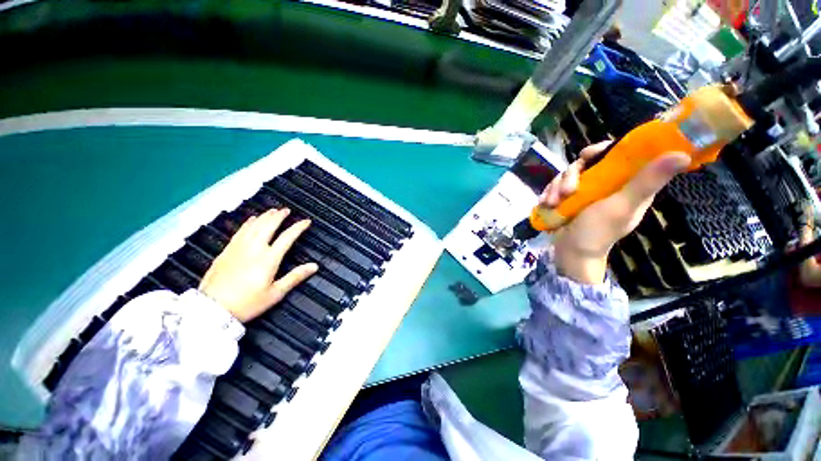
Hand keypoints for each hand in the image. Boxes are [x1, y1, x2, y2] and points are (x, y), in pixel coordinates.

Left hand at [199, 208, 318, 321]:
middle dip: (279, 216)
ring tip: (272, 210)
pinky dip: (248, 223)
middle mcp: (254, 249)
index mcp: (269, 259)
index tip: (306, 221)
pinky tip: (251, 220)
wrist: (211, 309)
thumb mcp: (275, 293)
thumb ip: (295, 277)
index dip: (298, 227)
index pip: (287, 237)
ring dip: (265, 216)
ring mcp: (238, 248)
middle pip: (269, 226)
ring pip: (254, 226)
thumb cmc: (247, 303)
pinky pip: (240, 231)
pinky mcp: (226, 251)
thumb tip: (314, 266)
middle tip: (287, 210)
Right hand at [540, 141, 690, 283]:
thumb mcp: (621, 206)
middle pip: (586, 163)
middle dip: (570, 175)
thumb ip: (646, 181)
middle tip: (566, 190)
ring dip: (556, 188)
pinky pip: (556, 186)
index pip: (620, 154)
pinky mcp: (569, 199)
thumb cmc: (598, 232)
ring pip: (567, 175)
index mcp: (628, 183)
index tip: (587, 155)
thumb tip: (681, 154)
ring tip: (552, 203)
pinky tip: (547, 204)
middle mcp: (607, 184)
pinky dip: (549, 194)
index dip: (603, 150)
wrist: (571, 253)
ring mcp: (585, 191)